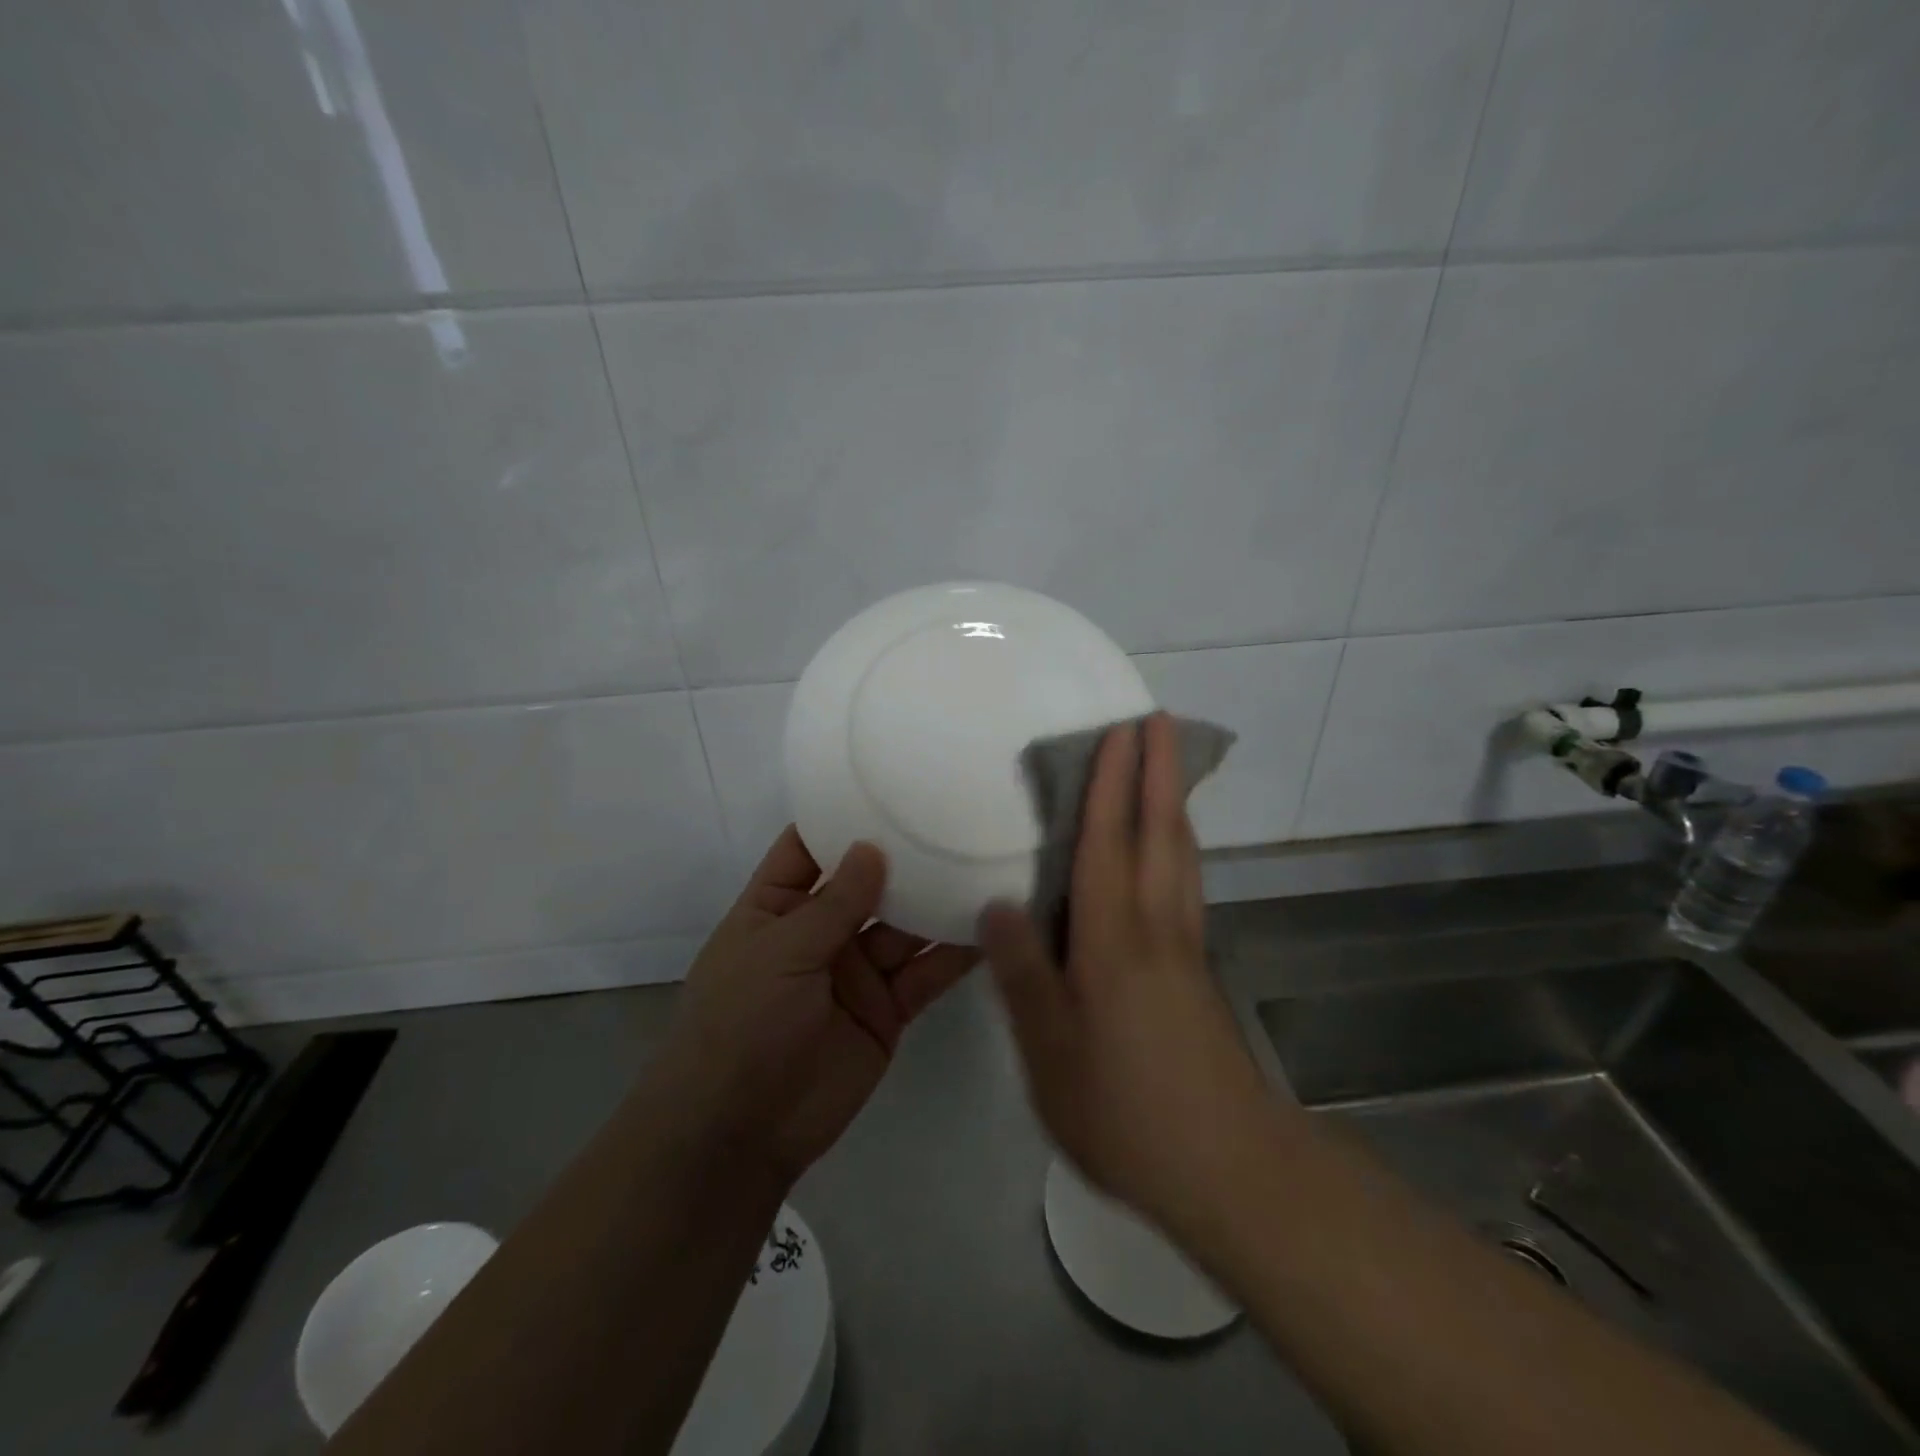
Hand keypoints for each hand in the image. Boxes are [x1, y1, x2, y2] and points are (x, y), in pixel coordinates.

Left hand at [658, 827, 975, 1184]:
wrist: (740, 1133)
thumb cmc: (740, 1025)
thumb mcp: (780, 953)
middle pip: (869, 883)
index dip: (844, 817)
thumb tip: (872, 847)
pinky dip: (956, 952)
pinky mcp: (889, 1008)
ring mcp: (858, 970)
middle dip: (905, 855)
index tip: (889, 782)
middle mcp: (821, 931)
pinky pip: (927, 972)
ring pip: (905, 925)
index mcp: (777, 907)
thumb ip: (833, 904)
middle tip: (956, 816)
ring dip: (939, 900)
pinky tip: (992, 924)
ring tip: (984, 860)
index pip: (810, 848)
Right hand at [980, 715, 1276, 1234]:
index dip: (1111, 785)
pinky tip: (1167, 853)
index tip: (1120, 730)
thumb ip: (1024, 977)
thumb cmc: (1127, 1111)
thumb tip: (998, 905)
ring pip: (1181, 857)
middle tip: (1158, 721)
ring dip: (1172, 803)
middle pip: (1160, 834)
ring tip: (1164, 768)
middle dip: (1159, 772)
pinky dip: (1177, 847)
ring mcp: (1185, 949)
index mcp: (1113, 941)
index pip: (1108, 844)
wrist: (1230, 1169)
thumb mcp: (1051, 1055)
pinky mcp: (1197, 973)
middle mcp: (1156, 930)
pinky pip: (1184, 885)